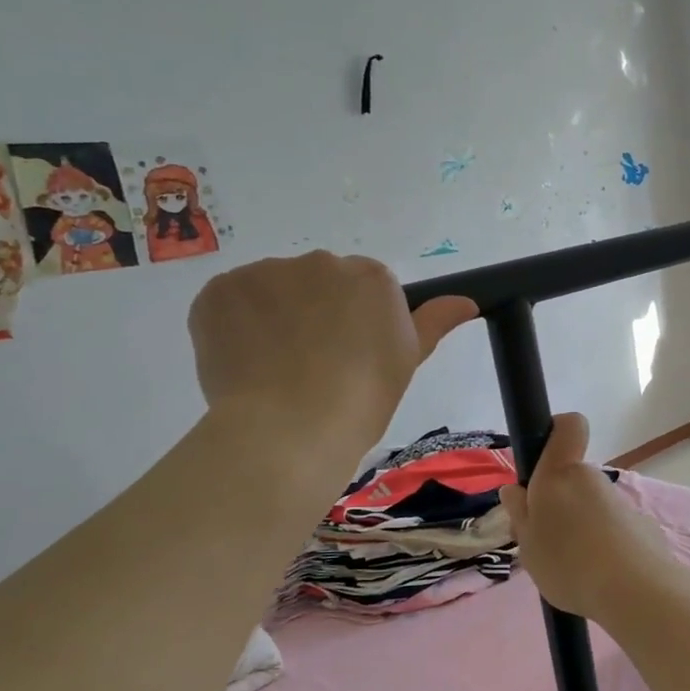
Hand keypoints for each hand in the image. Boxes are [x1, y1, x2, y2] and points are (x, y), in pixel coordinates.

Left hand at [189, 253, 473, 451]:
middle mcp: (321, 262)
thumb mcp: (407, 361)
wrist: (291, 428)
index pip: (364, 289)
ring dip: (273, 316)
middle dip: (314, 313)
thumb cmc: (362, 399)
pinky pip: (231, 301)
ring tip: (274, 368)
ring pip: (273, 290)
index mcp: (372, 277)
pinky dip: (234, 325)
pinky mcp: (221, 290)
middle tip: (313, 364)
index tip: (351, 357)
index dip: (356, 324)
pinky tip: (244, 361)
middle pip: (318, 283)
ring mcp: (266, 272)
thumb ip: (434, 321)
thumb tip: (468, 301)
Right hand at [499, 412, 685, 621]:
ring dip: (580, 528)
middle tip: (544, 542)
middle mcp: (593, 479)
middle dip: (558, 503)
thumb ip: (520, 514)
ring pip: (591, 507)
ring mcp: (621, 502)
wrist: (634, 591)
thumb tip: (514, 489)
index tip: (541, 461)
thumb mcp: (528, 544)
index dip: (556, 432)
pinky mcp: (642, 526)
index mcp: (560, 474)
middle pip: (572, 479)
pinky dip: (604, 546)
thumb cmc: (568, 562)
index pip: (568, 426)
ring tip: (572, 569)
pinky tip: (600, 578)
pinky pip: (613, 530)